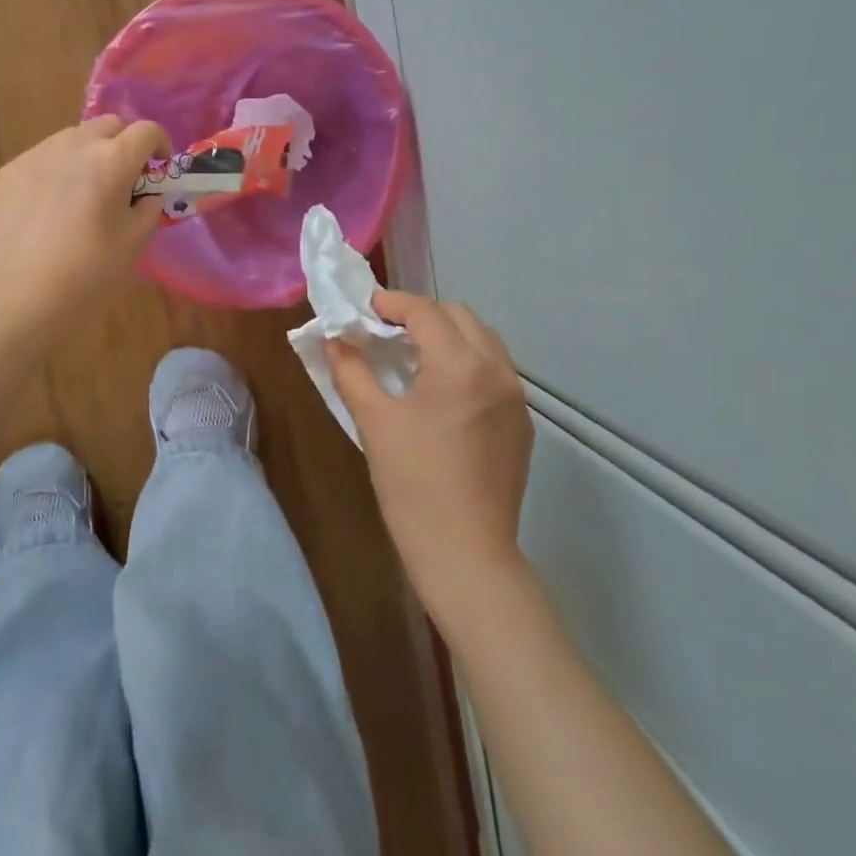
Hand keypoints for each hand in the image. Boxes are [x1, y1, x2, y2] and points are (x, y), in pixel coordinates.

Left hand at [0, 116, 170, 326]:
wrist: (25, 293)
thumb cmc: (92, 270)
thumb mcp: (136, 240)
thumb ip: (149, 206)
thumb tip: (147, 193)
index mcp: (112, 160)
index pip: (146, 131)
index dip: (159, 145)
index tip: (158, 167)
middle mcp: (74, 144)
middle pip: (108, 126)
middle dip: (122, 144)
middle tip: (123, 179)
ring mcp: (37, 154)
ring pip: (72, 138)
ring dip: (88, 154)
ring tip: (84, 192)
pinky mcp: (10, 171)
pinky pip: (42, 159)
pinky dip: (56, 171)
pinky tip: (51, 207)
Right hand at [327, 292, 534, 626]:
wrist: (465, 552)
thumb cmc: (412, 484)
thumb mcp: (373, 421)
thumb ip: (351, 370)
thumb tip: (334, 339)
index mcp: (461, 365)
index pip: (425, 312)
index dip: (391, 303)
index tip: (364, 308)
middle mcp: (497, 370)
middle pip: (460, 317)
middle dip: (422, 314)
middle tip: (386, 331)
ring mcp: (515, 398)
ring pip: (483, 342)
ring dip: (448, 336)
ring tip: (413, 357)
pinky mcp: (521, 424)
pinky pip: (494, 373)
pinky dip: (466, 363)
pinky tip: (440, 392)